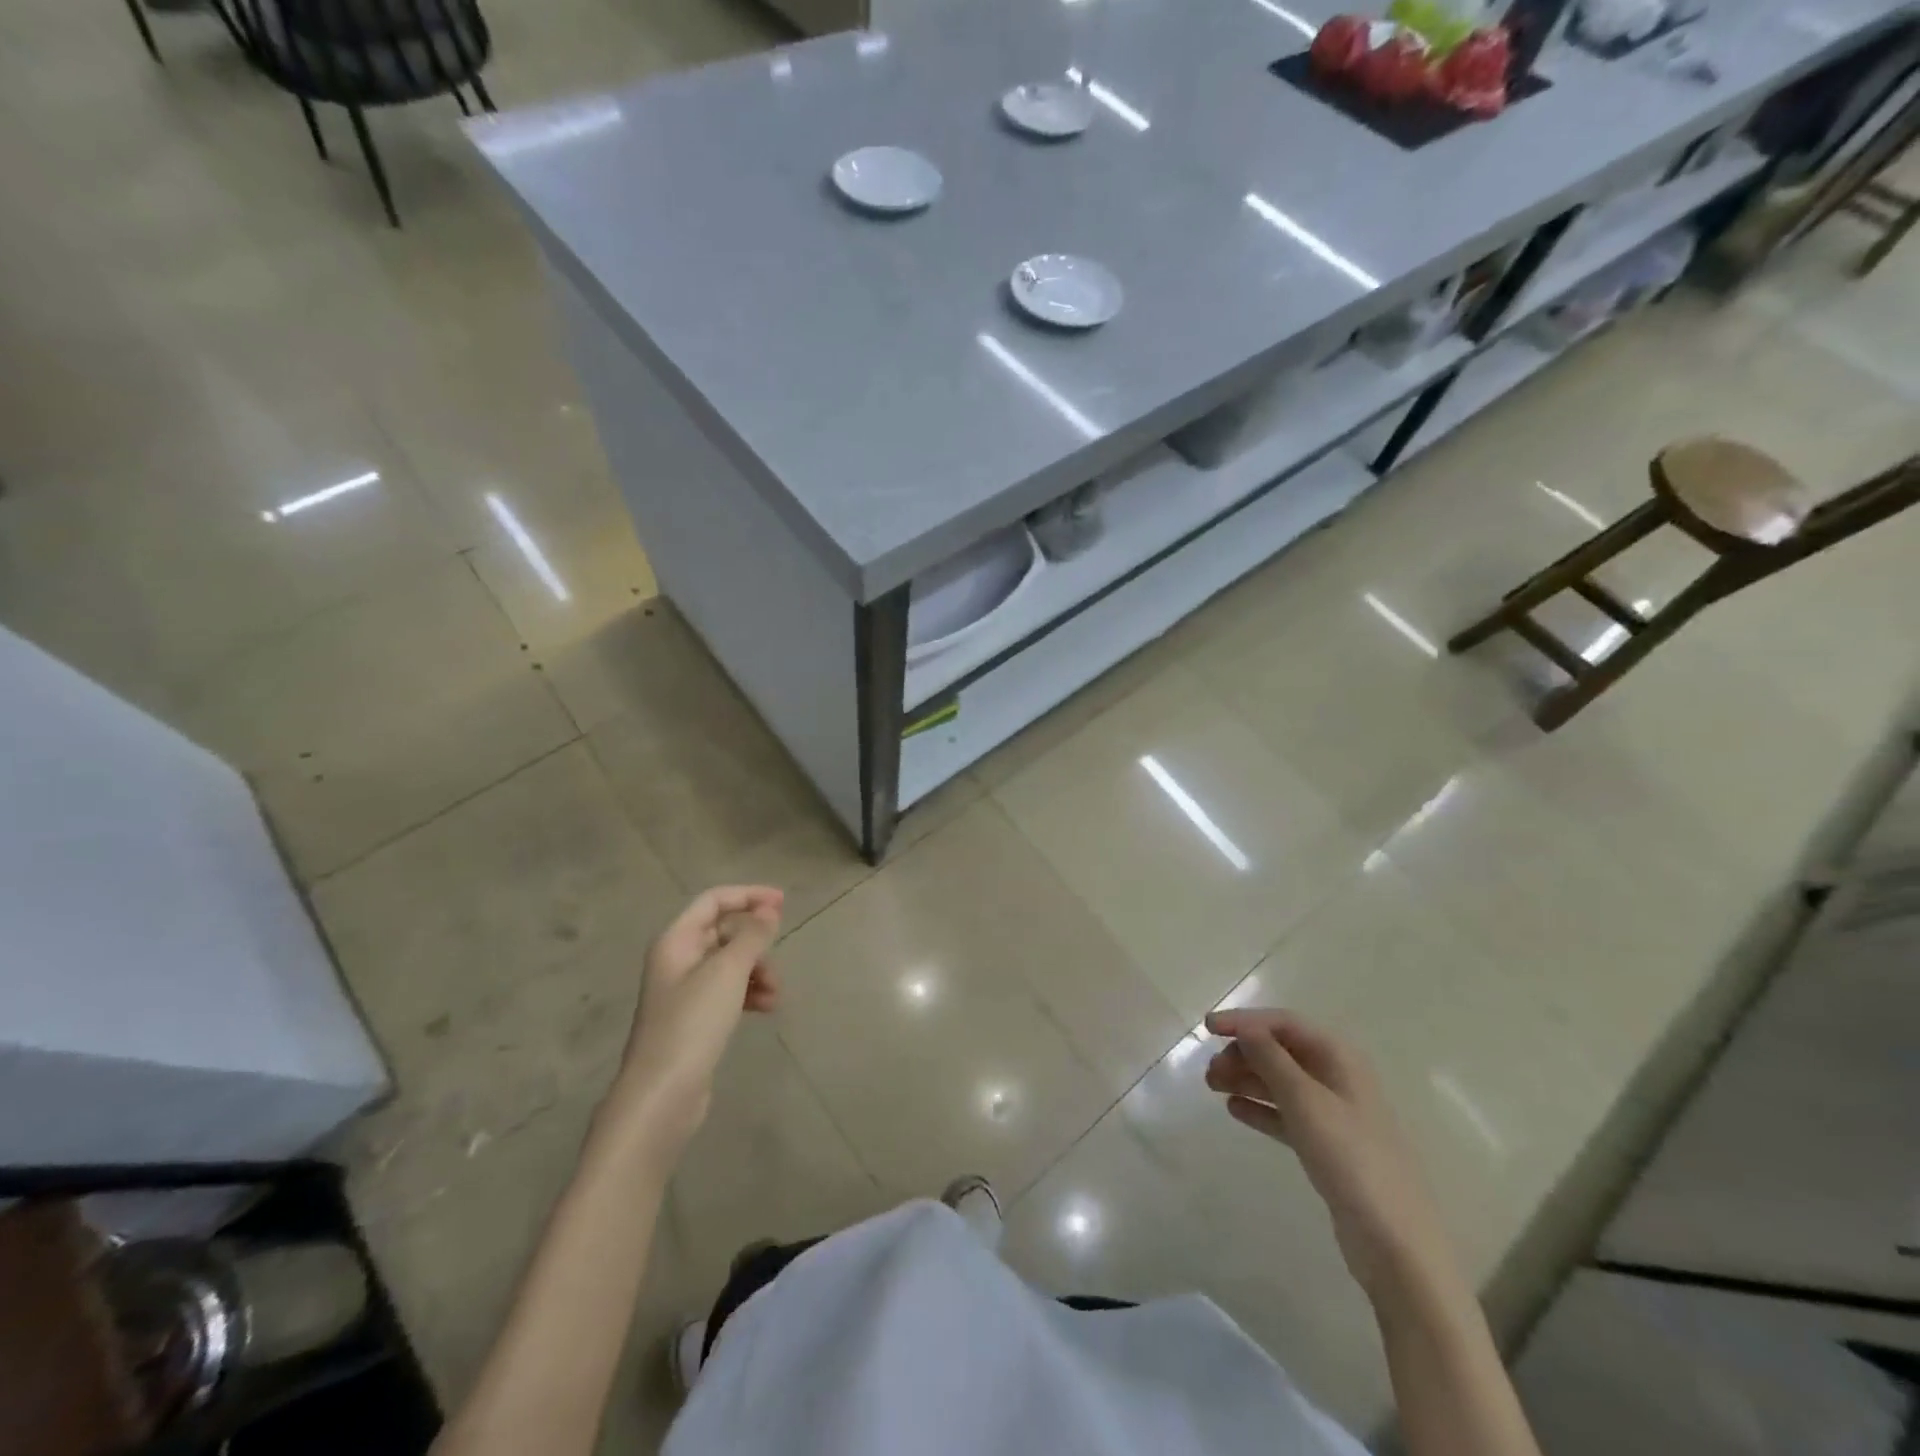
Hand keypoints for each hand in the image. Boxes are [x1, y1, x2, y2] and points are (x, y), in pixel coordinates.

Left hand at [604, 886, 784, 1154]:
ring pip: (730, 963)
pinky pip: (729, 990)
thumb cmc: (692, 1024)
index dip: (749, 895)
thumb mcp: (727, 972)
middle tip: (778, 958)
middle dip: (755, 942)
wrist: (662, 1095)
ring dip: (757, 970)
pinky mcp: (695, 1018)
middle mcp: (678, 959)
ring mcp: (685, 991)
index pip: (714, 900)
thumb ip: (752, 936)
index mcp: (676, 941)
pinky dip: (749, 992)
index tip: (783, 903)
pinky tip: (766, 1008)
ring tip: (775, 994)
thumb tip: (769, 909)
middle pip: (724, 932)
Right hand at [1204, 1009, 1457, 1301]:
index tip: (1206, 1027)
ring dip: (1246, 1079)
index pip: (1283, 1023)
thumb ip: (1271, 1059)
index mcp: (1339, 1058)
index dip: (1244, 1021)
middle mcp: (1337, 1079)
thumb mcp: (1305, 1101)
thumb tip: (1245, 1028)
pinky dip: (1259, 1108)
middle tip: (1210, 1072)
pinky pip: (1285, 1114)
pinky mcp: (1327, 1146)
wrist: (1395, 1243)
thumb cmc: (1350, 1159)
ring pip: (1280, 1082)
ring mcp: (1333, 1114)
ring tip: (1213, 1088)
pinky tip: (1234, 1110)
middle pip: (1280, 1051)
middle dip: (1243, 1053)